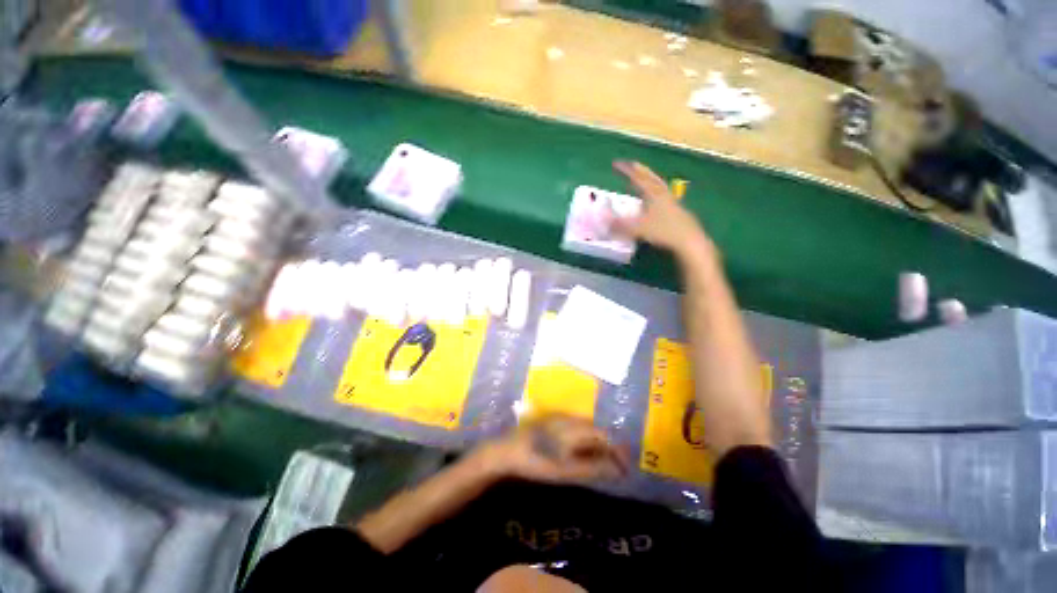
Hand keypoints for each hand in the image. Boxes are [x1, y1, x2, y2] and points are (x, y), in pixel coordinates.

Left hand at [477, 415, 628, 484]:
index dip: (617, 451)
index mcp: (575, 427)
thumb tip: (617, 469)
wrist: (506, 451)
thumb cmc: (537, 462)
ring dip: (595, 444)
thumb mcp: (566, 470)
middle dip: (607, 448)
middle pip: (595, 430)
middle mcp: (569, 417)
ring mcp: (558, 418)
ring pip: (584, 429)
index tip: (625, 468)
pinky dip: (582, 441)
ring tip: (600, 463)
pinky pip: (574, 428)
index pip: (603, 436)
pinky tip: (580, 453)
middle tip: (614, 468)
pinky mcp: (550, 422)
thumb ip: (593, 468)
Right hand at [612, 161, 713, 259]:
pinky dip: (656, 193)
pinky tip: (655, 201)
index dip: (626, 170)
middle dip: (640, 170)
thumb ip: (619, 225)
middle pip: (651, 178)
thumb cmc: (664, 232)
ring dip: (650, 180)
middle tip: (632, 164)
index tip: (616, 164)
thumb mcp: (638, 229)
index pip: (637, 178)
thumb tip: (601, 220)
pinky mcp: (677, 212)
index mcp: (653, 195)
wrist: (689, 241)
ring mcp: (672, 202)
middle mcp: (663, 195)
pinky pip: (664, 196)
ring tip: (644, 179)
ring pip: (660, 186)